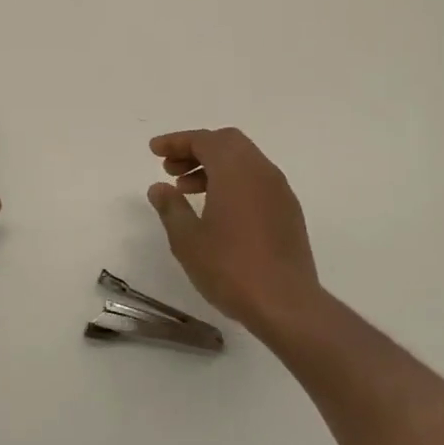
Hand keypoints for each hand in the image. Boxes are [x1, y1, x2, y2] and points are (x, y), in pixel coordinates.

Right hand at [146, 128, 323, 333]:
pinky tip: (217, 209)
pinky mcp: (288, 211)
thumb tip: (159, 188)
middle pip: (227, 143)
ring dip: (214, 166)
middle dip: (196, 149)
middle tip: (171, 168)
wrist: (287, 305)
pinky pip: (256, 180)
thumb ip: (171, 208)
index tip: (154, 151)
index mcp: (235, 171)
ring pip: (244, 161)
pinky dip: (233, 181)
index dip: (176, 141)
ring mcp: (279, 191)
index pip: (204, 140)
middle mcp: (261, 171)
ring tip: (187, 190)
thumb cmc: (230, 268)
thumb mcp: (188, 239)